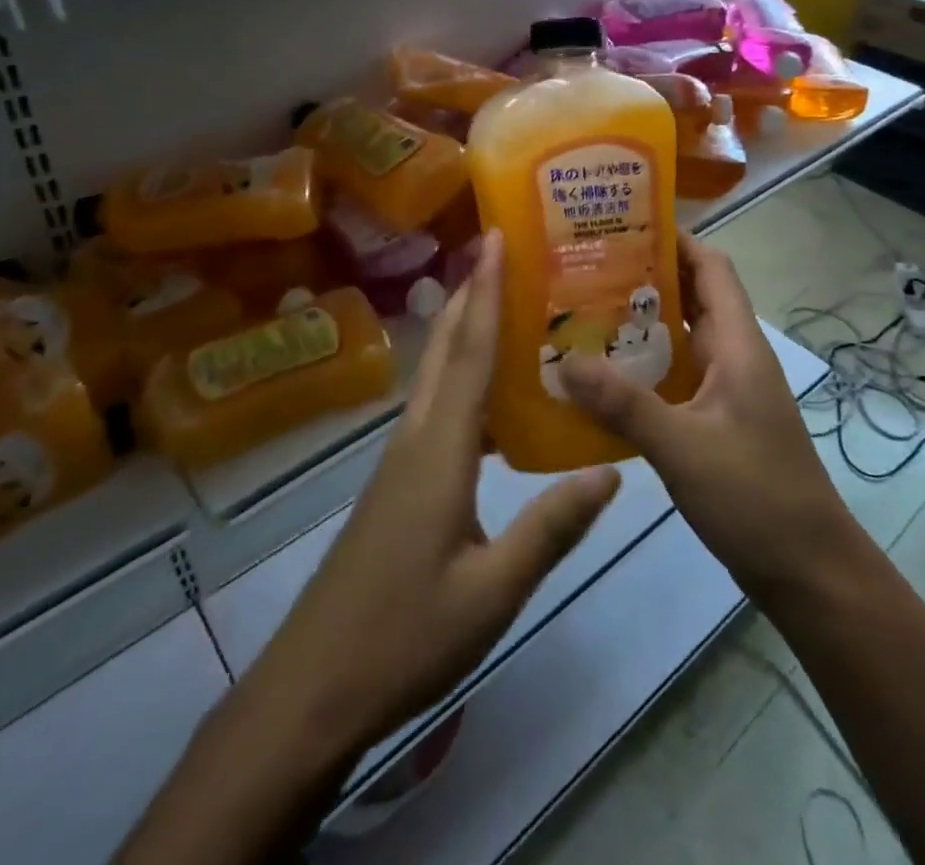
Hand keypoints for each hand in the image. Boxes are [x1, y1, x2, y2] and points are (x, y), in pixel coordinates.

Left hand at [246, 230, 621, 762]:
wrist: (313, 687)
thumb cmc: (404, 636)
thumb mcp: (494, 591)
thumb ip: (552, 527)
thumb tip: (611, 470)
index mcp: (440, 449)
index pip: (469, 351)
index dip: (485, 291)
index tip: (496, 238)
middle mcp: (416, 437)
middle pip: (445, 348)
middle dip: (470, 293)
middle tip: (503, 251)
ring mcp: (401, 459)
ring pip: (437, 375)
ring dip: (465, 332)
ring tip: (509, 308)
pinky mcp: (397, 482)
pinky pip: (436, 408)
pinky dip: (463, 379)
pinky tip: (493, 400)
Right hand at [560, 232, 856, 599]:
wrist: (808, 571)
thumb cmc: (755, 496)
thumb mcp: (682, 447)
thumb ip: (623, 404)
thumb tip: (565, 360)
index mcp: (737, 344)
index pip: (712, 267)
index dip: (675, 240)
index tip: (622, 226)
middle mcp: (734, 356)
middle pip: (692, 296)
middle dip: (645, 277)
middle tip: (585, 268)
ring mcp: (727, 390)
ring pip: (681, 338)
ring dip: (641, 324)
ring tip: (582, 314)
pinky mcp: (717, 421)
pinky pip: (676, 377)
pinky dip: (644, 368)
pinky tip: (603, 379)